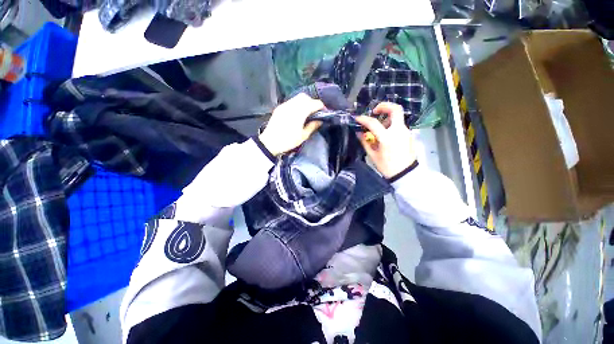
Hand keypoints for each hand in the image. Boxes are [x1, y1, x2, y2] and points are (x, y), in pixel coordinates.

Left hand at [259, 93, 324, 155]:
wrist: (269, 142)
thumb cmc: (288, 141)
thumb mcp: (303, 136)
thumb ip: (312, 126)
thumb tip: (320, 120)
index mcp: (299, 112)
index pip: (314, 103)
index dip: (321, 106)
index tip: (324, 112)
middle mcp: (292, 105)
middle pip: (305, 97)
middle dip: (312, 102)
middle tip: (315, 112)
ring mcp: (284, 105)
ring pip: (297, 98)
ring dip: (304, 102)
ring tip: (307, 112)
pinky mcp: (279, 108)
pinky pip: (291, 101)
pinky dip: (297, 104)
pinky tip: (297, 113)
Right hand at [355, 102, 416, 178]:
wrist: (406, 174)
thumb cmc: (387, 166)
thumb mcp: (373, 156)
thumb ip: (365, 142)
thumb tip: (359, 133)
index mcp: (387, 138)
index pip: (373, 123)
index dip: (363, 119)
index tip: (357, 118)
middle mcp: (399, 131)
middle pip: (395, 109)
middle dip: (384, 106)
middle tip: (375, 111)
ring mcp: (406, 132)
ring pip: (397, 118)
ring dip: (387, 118)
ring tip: (379, 128)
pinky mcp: (409, 135)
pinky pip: (399, 125)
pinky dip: (391, 126)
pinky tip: (386, 135)